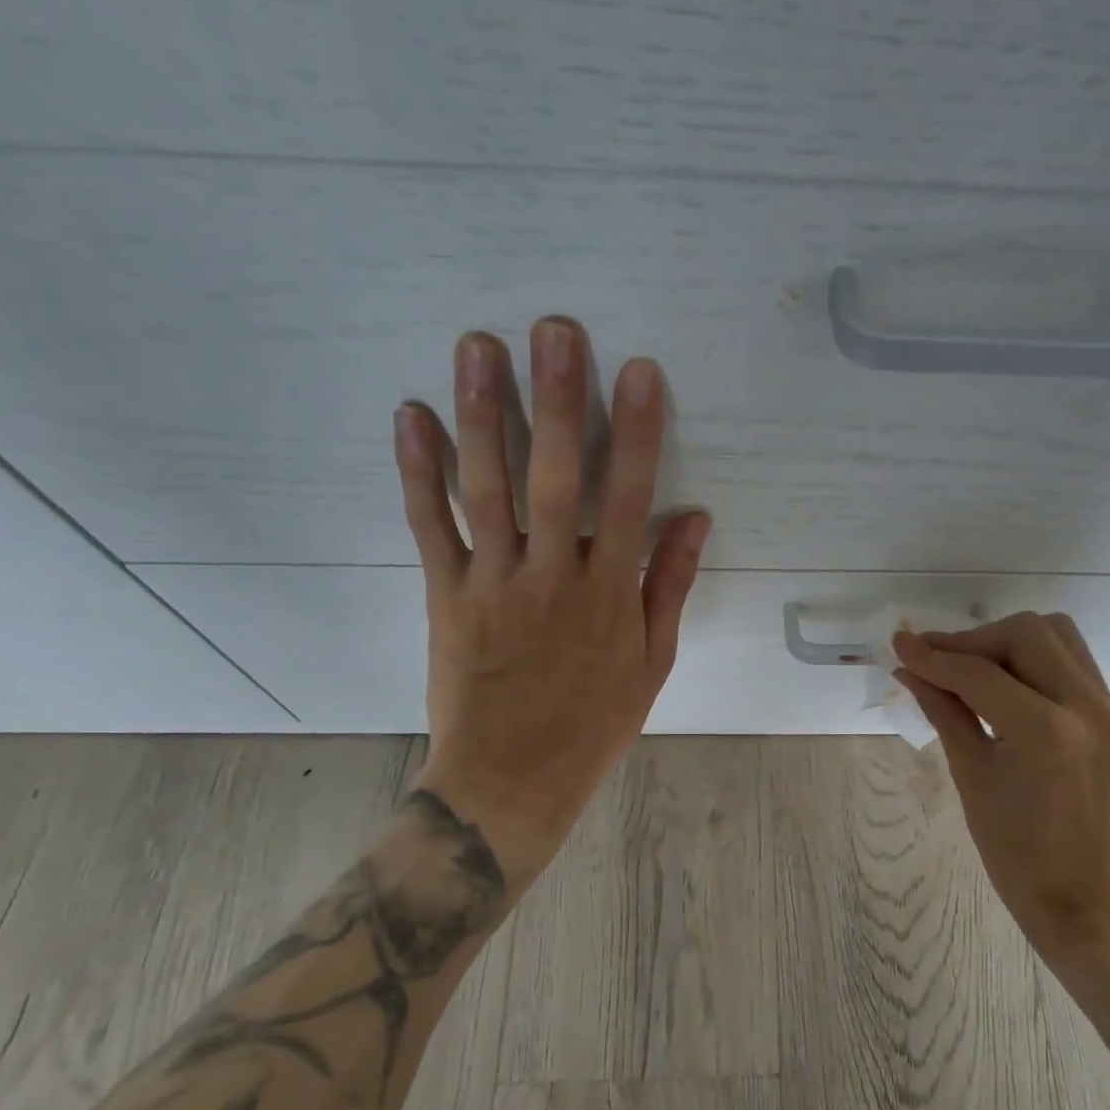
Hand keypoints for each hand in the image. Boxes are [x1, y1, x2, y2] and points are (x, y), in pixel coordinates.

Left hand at [393, 316, 708, 892]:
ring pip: (487, 490)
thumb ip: (669, 587)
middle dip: (557, 400)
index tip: (639, 372)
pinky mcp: (446, 597)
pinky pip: (430, 528)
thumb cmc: (593, 725)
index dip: (636, 434)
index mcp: (609, 596)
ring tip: (478, 347)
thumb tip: (696, 519)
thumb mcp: (651, 664)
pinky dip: (419, 473)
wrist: (511, 781)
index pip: (628, 500)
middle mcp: (553, 579)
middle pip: (554, 479)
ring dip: (483, 415)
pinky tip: (413, 417)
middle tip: (553, 328)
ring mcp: (494, 585)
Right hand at [893, 613, 1109, 969]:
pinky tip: (1001, 683)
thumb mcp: (970, 775)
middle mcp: (1085, 706)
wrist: (1083, 895)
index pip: (979, 672)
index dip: (933, 656)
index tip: (899, 645)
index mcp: (1045, 731)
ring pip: (1055, 634)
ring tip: (968, 669)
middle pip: (1026, 633)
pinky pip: (1070, 659)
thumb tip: (909, 670)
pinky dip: (1030, 658)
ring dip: (1005, 641)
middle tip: (935, 662)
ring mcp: (1106, 707)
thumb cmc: (1015, 850)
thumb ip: (943, 710)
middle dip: (973, 641)